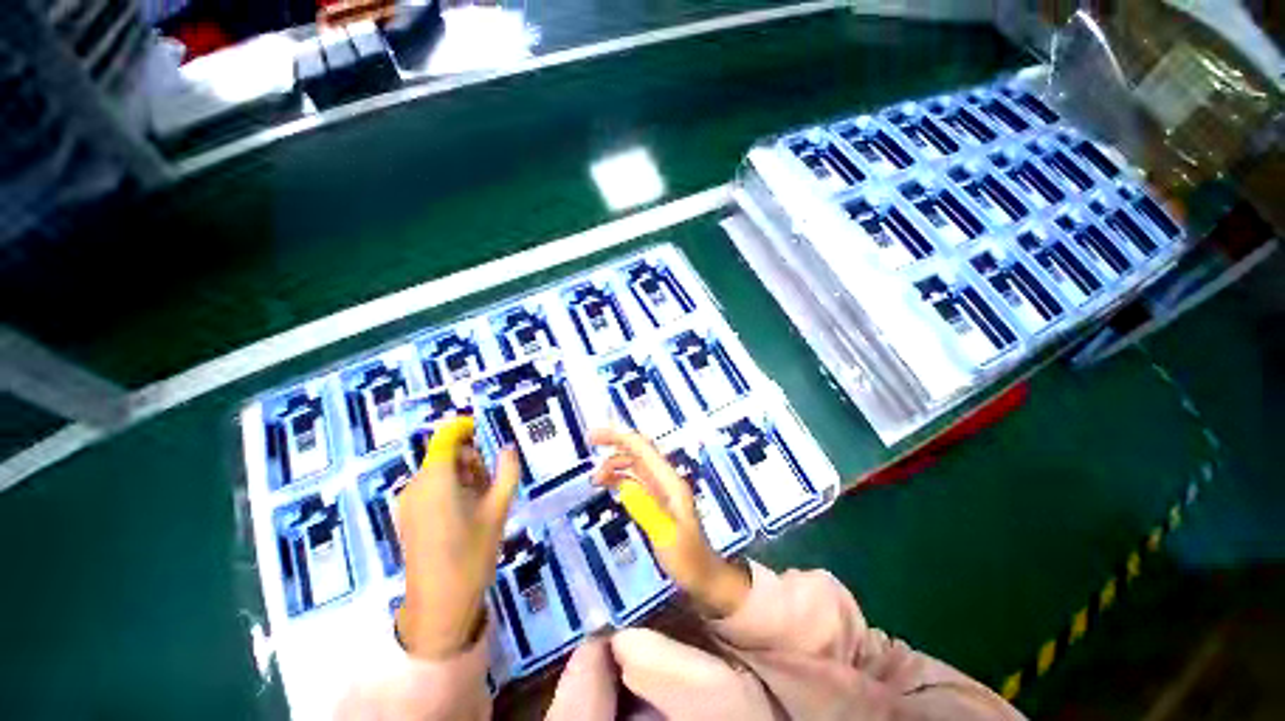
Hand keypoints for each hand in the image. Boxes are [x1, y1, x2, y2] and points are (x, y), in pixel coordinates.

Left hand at [395, 416, 520, 658]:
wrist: (439, 604)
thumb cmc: (472, 553)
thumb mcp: (499, 509)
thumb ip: (507, 472)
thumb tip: (508, 448)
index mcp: (437, 479)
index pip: (446, 438)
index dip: (464, 428)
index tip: (485, 432)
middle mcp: (416, 485)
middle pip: (446, 455)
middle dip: (471, 460)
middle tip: (491, 483)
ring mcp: (408, 502)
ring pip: (440, 472)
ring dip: (463, 476)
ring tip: (481, 502)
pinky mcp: (407, 516)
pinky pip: (431, 488)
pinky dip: (450, 489)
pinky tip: (465, 513)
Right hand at [590, 428, 749, 617]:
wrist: (705, 578)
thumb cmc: (688, 559)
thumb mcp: (666, 536)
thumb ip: (647, 510)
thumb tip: (623, 486)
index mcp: (669, 481)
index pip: (642, 449)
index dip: (619, 437)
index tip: (594, 436)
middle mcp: (665, 480)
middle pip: (638, 451)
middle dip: (615, 443)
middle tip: (590, 443)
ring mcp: (660, 490)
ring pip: (635, 465)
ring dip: (615, 464)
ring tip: (595, 478)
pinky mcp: (656, 501)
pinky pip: (635, 481)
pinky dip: (619, 478)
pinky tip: (608, 485)